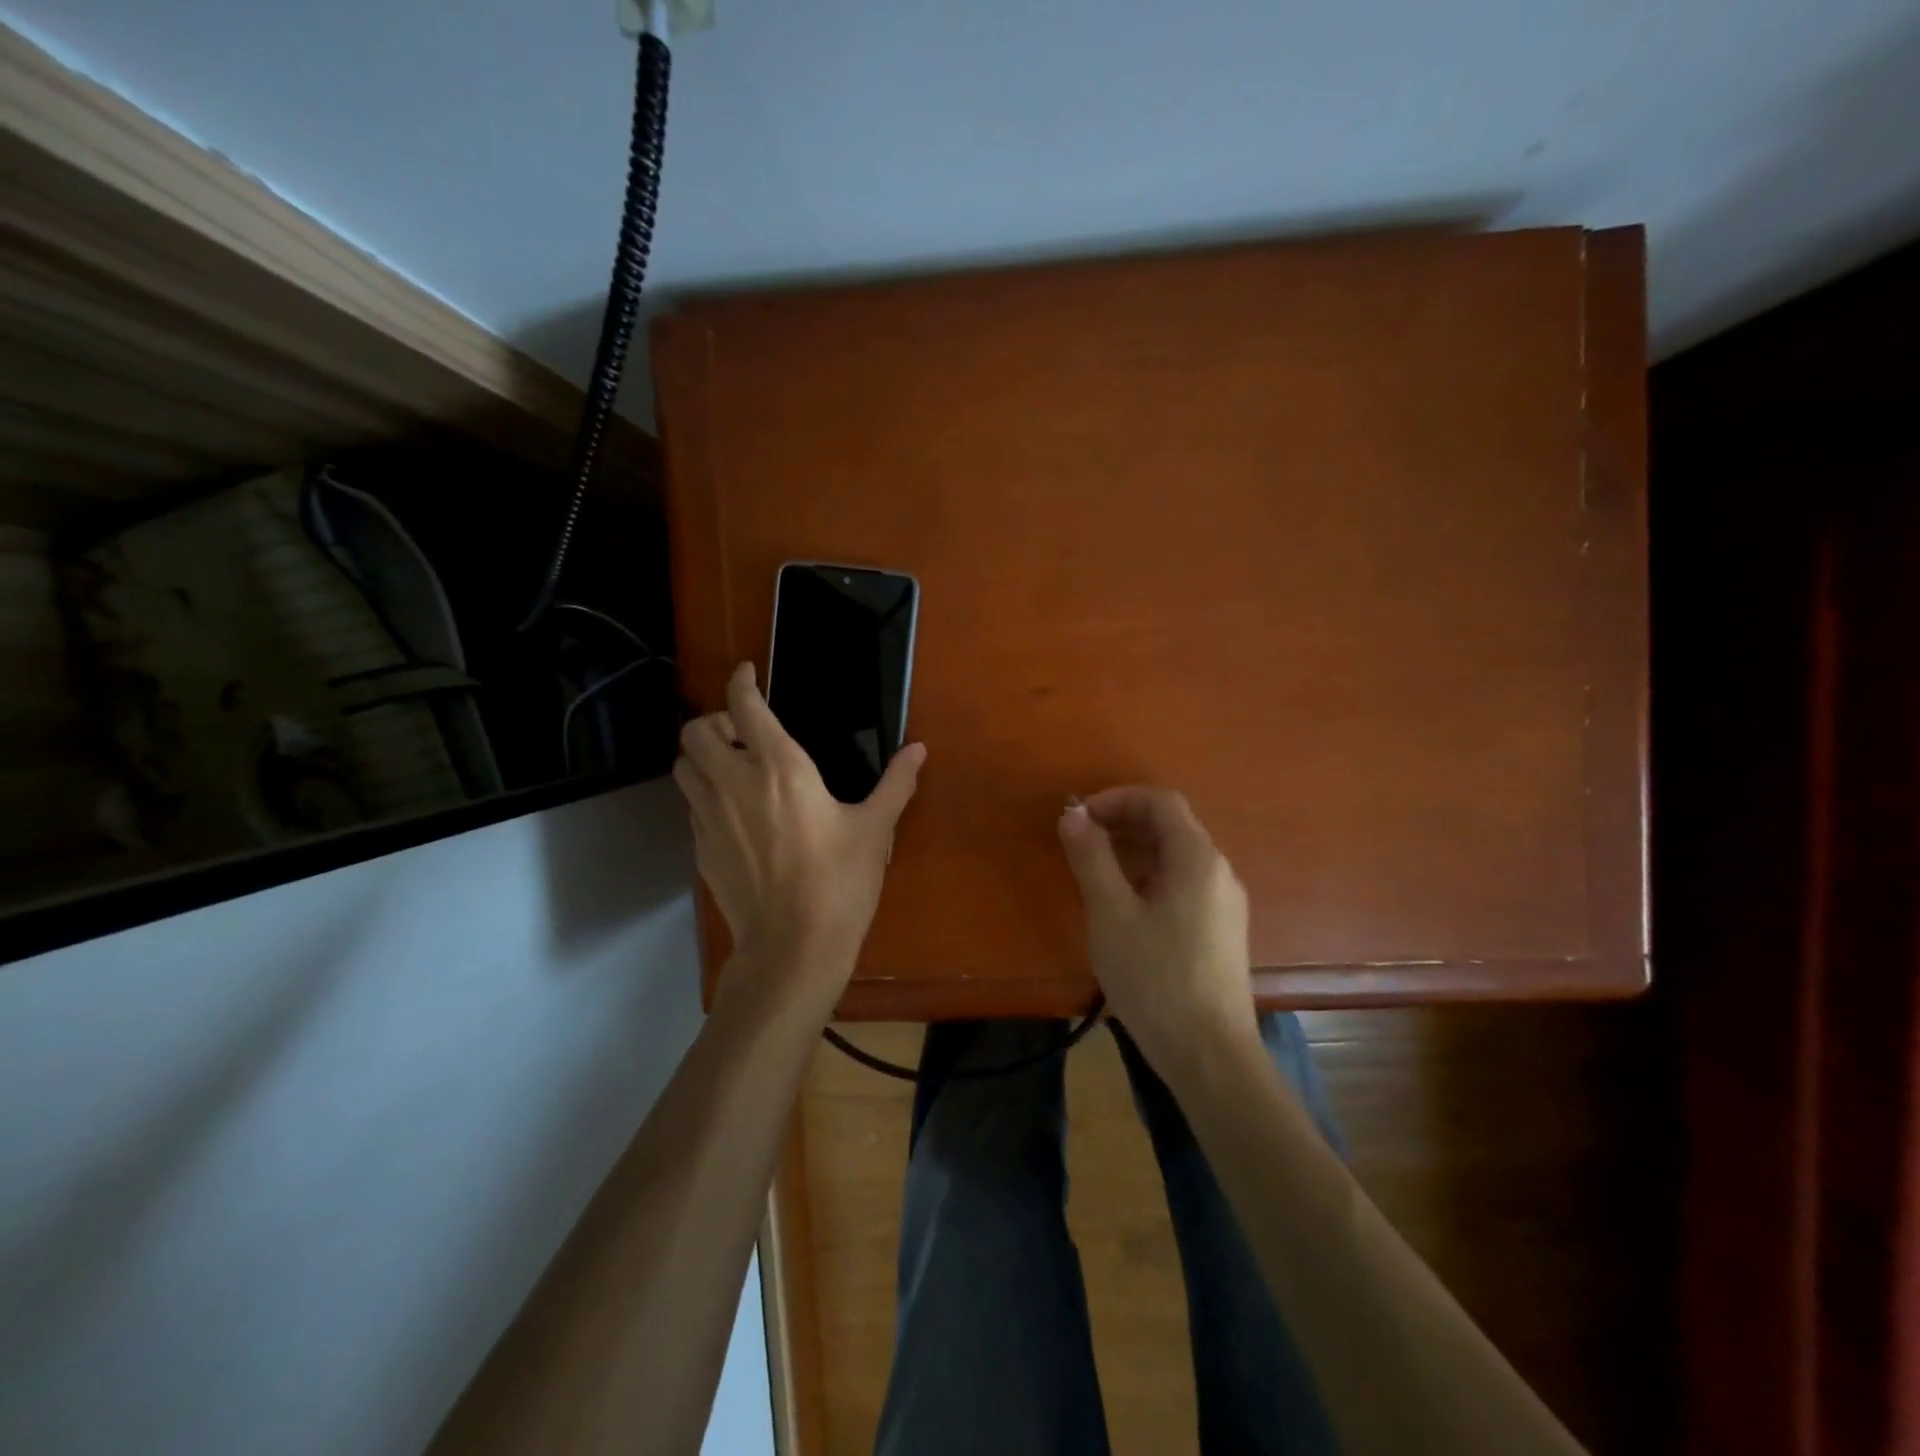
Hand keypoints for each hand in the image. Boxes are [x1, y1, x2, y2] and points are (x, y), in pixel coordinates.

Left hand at [673, 663, 925, 994]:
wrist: (793, 948)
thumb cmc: (839, 882)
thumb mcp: (875, 829)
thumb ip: (896, 783)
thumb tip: (918, 750)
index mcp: (779, 768)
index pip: (744, 706)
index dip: (741, 682)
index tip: (748, 674)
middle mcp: (734, 783)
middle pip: (695, 731)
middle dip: (713, 720)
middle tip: (743, 732)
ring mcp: (709, 818)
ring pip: (683, 767)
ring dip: (702, 756)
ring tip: (733, 768)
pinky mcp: (701, 849)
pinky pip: (692, 805)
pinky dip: (706, 795)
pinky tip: (736, 815)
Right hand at [1057, 787, 1259, 1077]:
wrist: (1210, 1055)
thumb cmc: (1155, 978)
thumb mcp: (1111, 914)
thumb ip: (1092, 858)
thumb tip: (1073, 814)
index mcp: (1197, 858)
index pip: (1160, 801)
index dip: (1117, 799)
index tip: (1079, 817)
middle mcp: (1218, 872)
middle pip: (1171, 826)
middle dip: (1123, 823)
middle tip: (1081, 842)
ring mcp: (1225, 903)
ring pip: (1177, 857)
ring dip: (1134, 851)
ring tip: (1095, 873)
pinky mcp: (1222, 930)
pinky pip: (1184, 884)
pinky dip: (1150, 877)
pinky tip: (1125, 907)